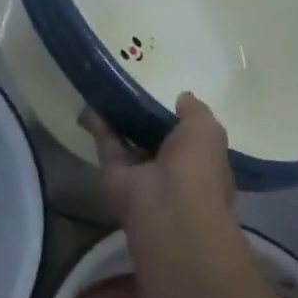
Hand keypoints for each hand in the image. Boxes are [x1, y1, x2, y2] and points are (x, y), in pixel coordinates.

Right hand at [84, 93, 234, 237]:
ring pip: (127, 143)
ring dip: (117, 121)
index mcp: (198, 163)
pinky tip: (91, 103)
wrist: (167, 205)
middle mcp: (169, 171)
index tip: (164, 100)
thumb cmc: (197, 166)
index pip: (187, 140)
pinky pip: (107, 145)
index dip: (176, 121)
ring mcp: (140, 174)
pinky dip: (99, 126)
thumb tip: (183, 97)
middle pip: (153, 141)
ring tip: (106, 93)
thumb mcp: (206, 129)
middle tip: (130, 93)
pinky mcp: (113, 174)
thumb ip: (195, 111)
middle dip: (142, 120)